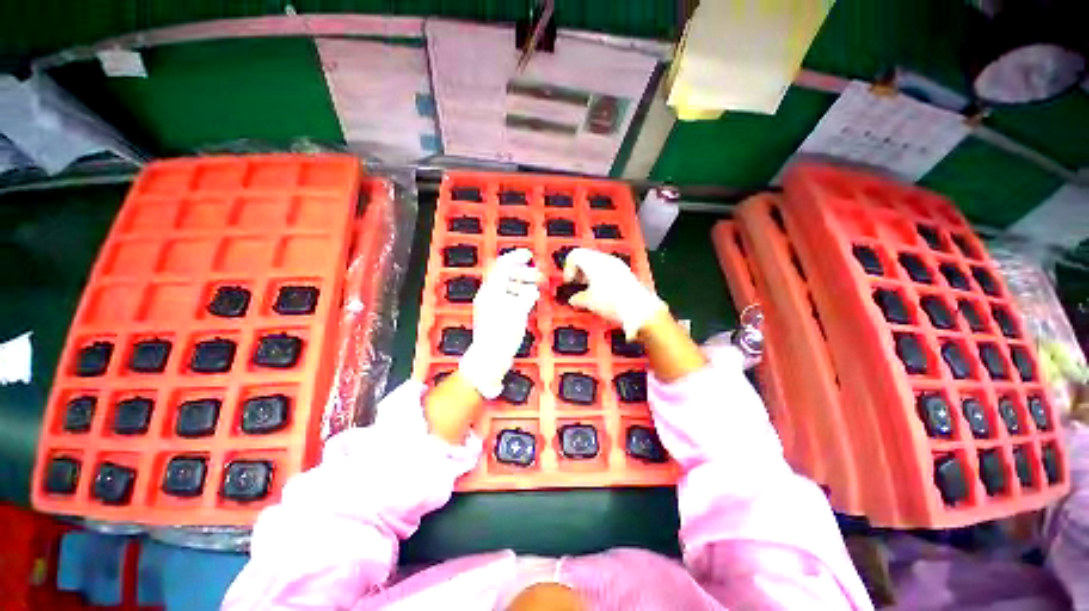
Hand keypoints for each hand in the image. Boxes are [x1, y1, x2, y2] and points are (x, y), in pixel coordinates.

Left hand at [458, 248, 541, 397]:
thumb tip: (532, 290)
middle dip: (524, 274)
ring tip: (537, 289)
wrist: (490, 358)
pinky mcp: (495, 315)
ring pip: (508, 288)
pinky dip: (519, 296)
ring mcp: (491, 306)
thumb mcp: (518, 313)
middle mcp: (489, 295)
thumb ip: (526, 297)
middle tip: (540, 277)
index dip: (515, 257)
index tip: (529, 255)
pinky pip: (508, 298)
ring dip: (523, 285)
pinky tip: (529, 301)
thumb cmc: (502, 335)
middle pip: (506, 276)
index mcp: (491, 291)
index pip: (502, 266)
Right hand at [563, 248, 665, 338]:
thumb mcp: (589, 302)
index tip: (569, 281)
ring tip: (588, 289)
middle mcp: (605, 259)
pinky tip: (601, 291)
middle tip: (576, 283)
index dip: (568, 268)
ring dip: (589, 273)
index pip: (575, 255)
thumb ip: (577, 298)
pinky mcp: (625, 272)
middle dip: (578, 270)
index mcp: (594, 262)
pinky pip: (608, 268)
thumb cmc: (612, 302)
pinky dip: (600, 276)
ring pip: (597, 262)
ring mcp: (617, 264)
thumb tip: (574, 299)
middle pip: (586, 257)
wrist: (639, 309)